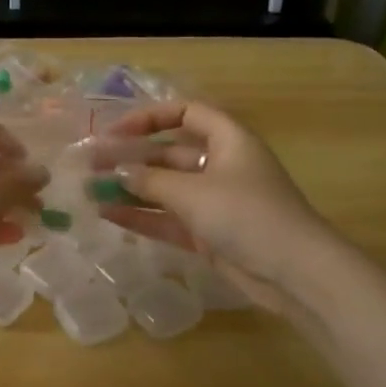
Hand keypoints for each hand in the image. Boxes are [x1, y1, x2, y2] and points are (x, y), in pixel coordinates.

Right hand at [90, 101, 335, 313]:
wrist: (294, 273)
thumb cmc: (246, 215)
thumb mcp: (194, 192)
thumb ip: (151, 181)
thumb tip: (118, 172)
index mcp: (228, 140)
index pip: (186, 113)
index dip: (150, 118)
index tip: (115, 132)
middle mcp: (221, 165)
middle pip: (169, 154)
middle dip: (131, 158)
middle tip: (92, 164)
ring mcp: (214, 202)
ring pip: (165, 188)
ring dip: (131, 189)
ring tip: (91, 191)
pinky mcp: (208, 234)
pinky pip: (169, 218)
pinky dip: (142, 216)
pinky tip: (109, 215)